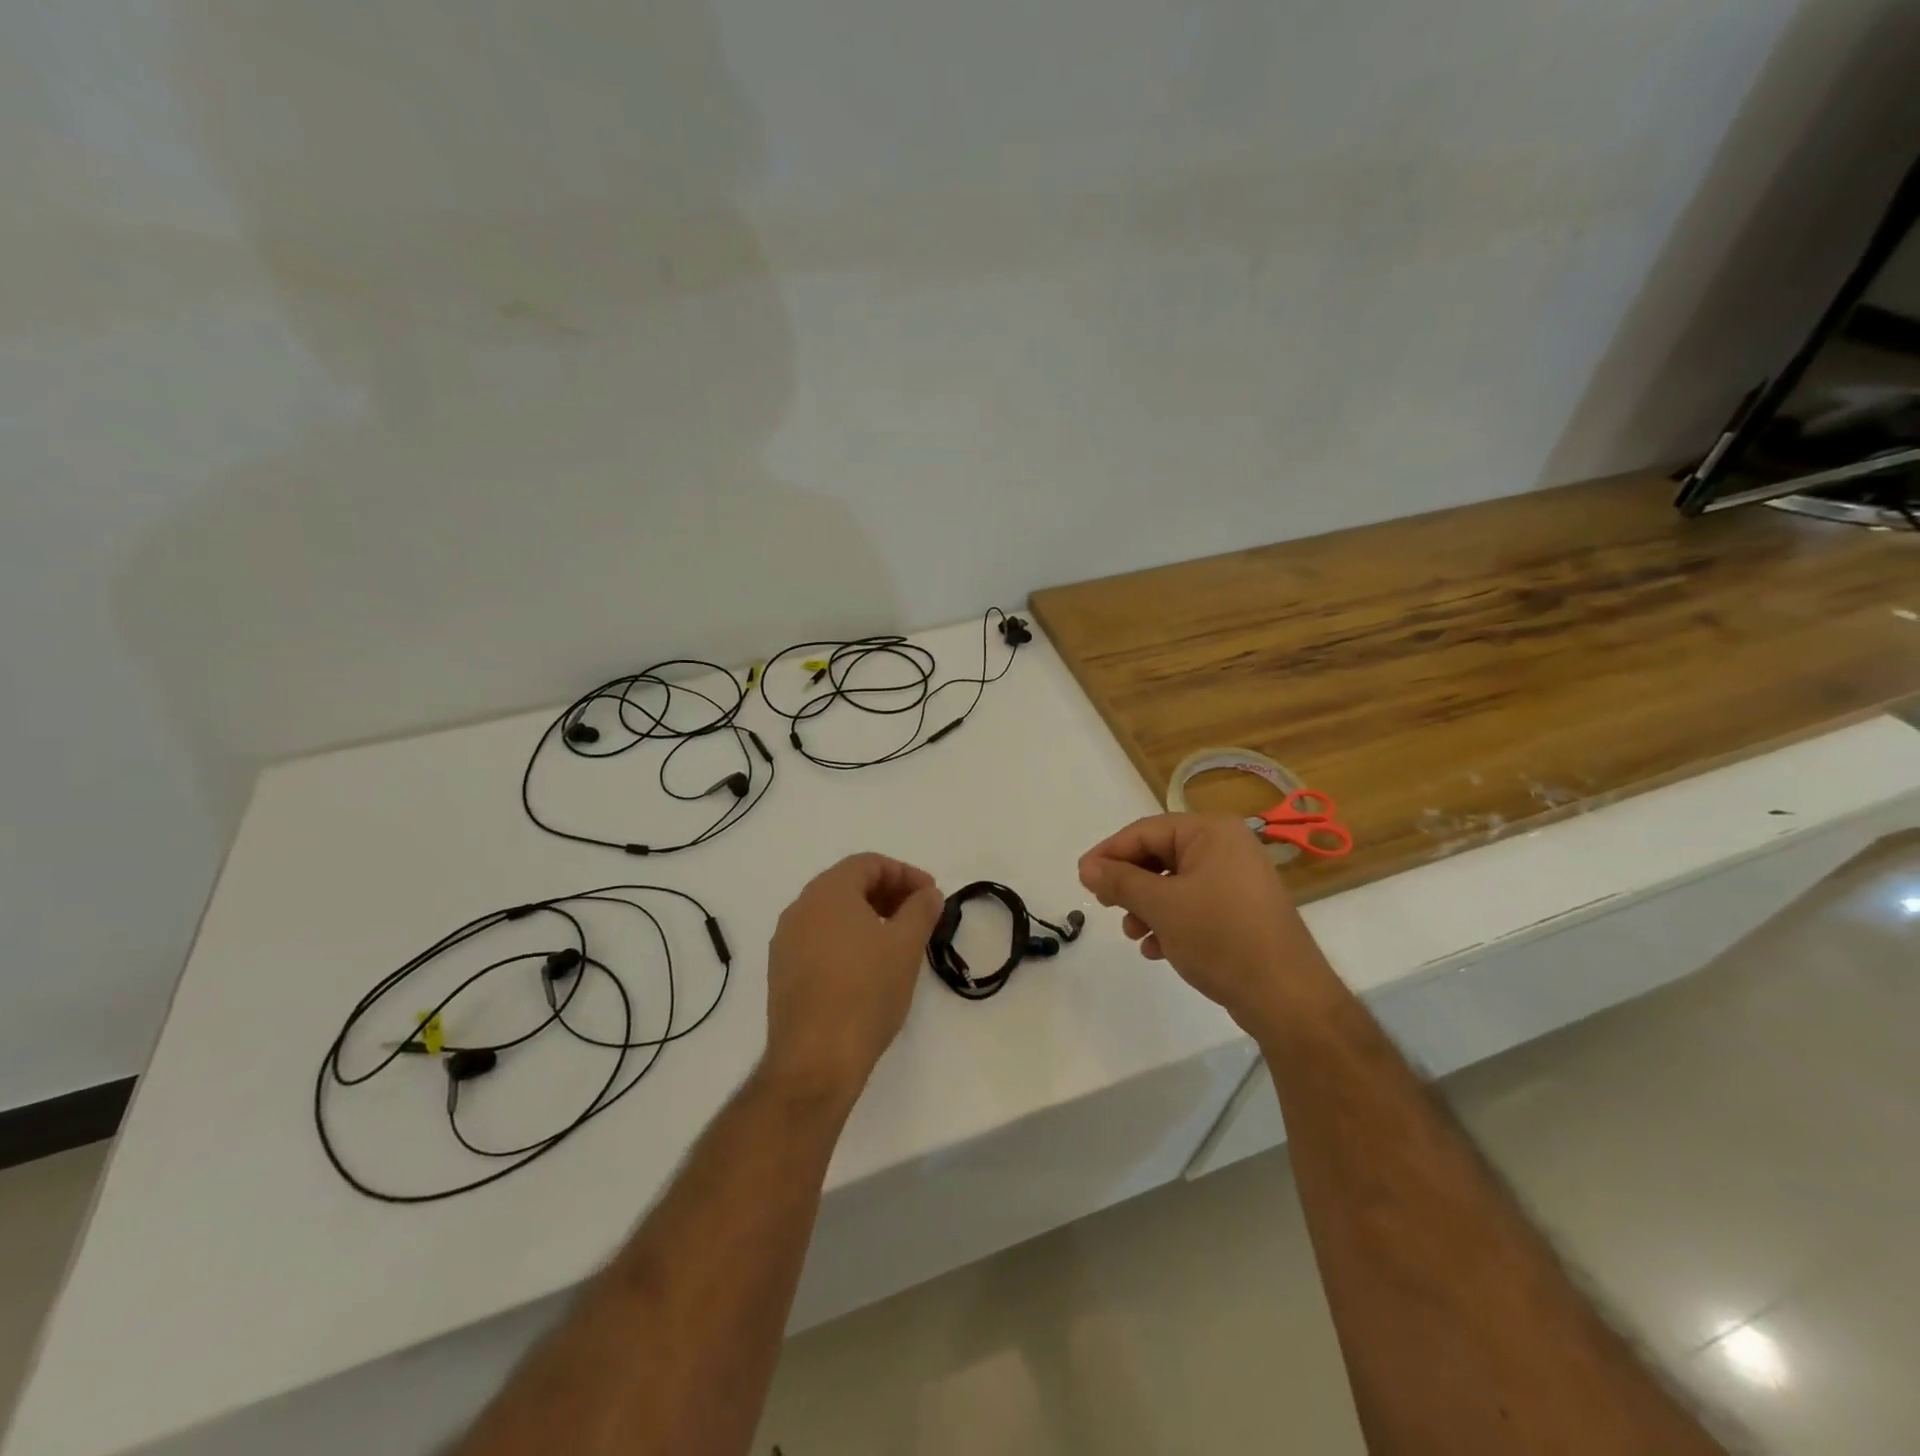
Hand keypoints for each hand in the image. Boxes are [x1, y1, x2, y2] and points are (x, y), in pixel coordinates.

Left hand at [761, 853, 945, 1106]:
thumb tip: (928, 894)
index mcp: (827, 892)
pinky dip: (847, 940)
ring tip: (898, 942)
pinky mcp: (782, 972)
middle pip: (848, 884)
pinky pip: (819, 939)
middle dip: (888, 894)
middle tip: (919, 916)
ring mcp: (786, 941)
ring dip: (868, 917)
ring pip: (833, 913)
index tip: (931, 896)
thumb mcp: (906, 945)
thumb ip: (922, 910)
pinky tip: (869, 967)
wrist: (815, 1059)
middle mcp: (800, 908)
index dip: (905, 874)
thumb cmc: (866, 991)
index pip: (869, 863)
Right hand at [1077, 813, 1328, 1030]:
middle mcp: (1227, 848)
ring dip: (1146, 907)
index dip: (1109, 853)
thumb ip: (1120, 881)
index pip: (1146, 831)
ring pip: (1174, 884)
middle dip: (1130, 884)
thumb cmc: (1221, 937)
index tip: (1082, 878)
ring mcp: (1237, 881)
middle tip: (1104, 905)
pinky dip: (1170, 922)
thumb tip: (1086, 867)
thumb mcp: (1161, 906)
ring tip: (1133, 934)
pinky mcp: (1241, 912)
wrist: (1286, 997)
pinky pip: (1193, 905)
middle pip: (1160, 856)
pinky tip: (1156, 949)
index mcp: (1212, 833)